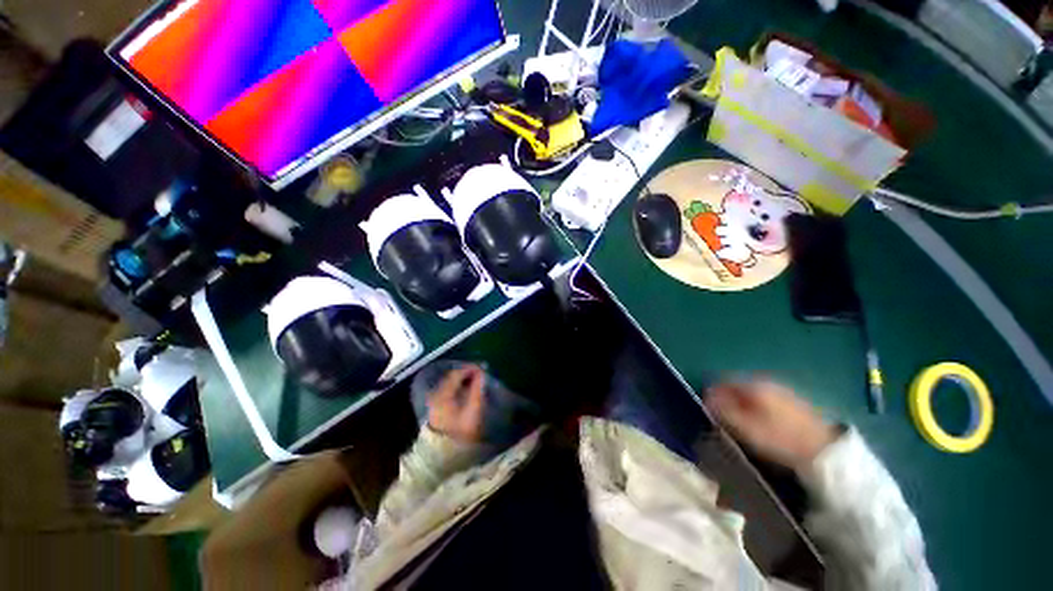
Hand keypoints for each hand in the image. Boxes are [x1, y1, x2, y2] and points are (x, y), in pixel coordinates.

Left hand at [427, 365, 486, 442]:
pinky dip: (458, 385)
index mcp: (443, 394)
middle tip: (481, 371)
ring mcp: (433, 400)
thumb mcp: (473, 410)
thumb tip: (481, 373)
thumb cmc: (461, 432)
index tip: (483, 368)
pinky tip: (467, 388)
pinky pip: (447, 389)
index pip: (456, 374)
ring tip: (476, 378)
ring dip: (462, 378)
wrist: (446, 454)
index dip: (470, 368)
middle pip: (451, 376)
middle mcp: (435, 394)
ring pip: (449, 382)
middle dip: (466, 372)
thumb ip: (477, 389)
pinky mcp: (435, 406)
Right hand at [706, 379, 837, 470]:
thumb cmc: (780, 439)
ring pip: (750, 393)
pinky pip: (764, 399)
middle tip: (723, 418)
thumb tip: (706, 397)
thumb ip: (723, 411)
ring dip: (741, 403)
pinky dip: (755, 407)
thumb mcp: (746, 428)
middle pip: (736, 386)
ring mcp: (780, 390)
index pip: (722, 381)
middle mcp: (765, 381)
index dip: (712, 394)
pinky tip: (759, 422)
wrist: (824, 451)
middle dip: (727, 398)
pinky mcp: (791, 401)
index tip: (709, 410)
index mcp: (752, 385)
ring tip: (740, 422)